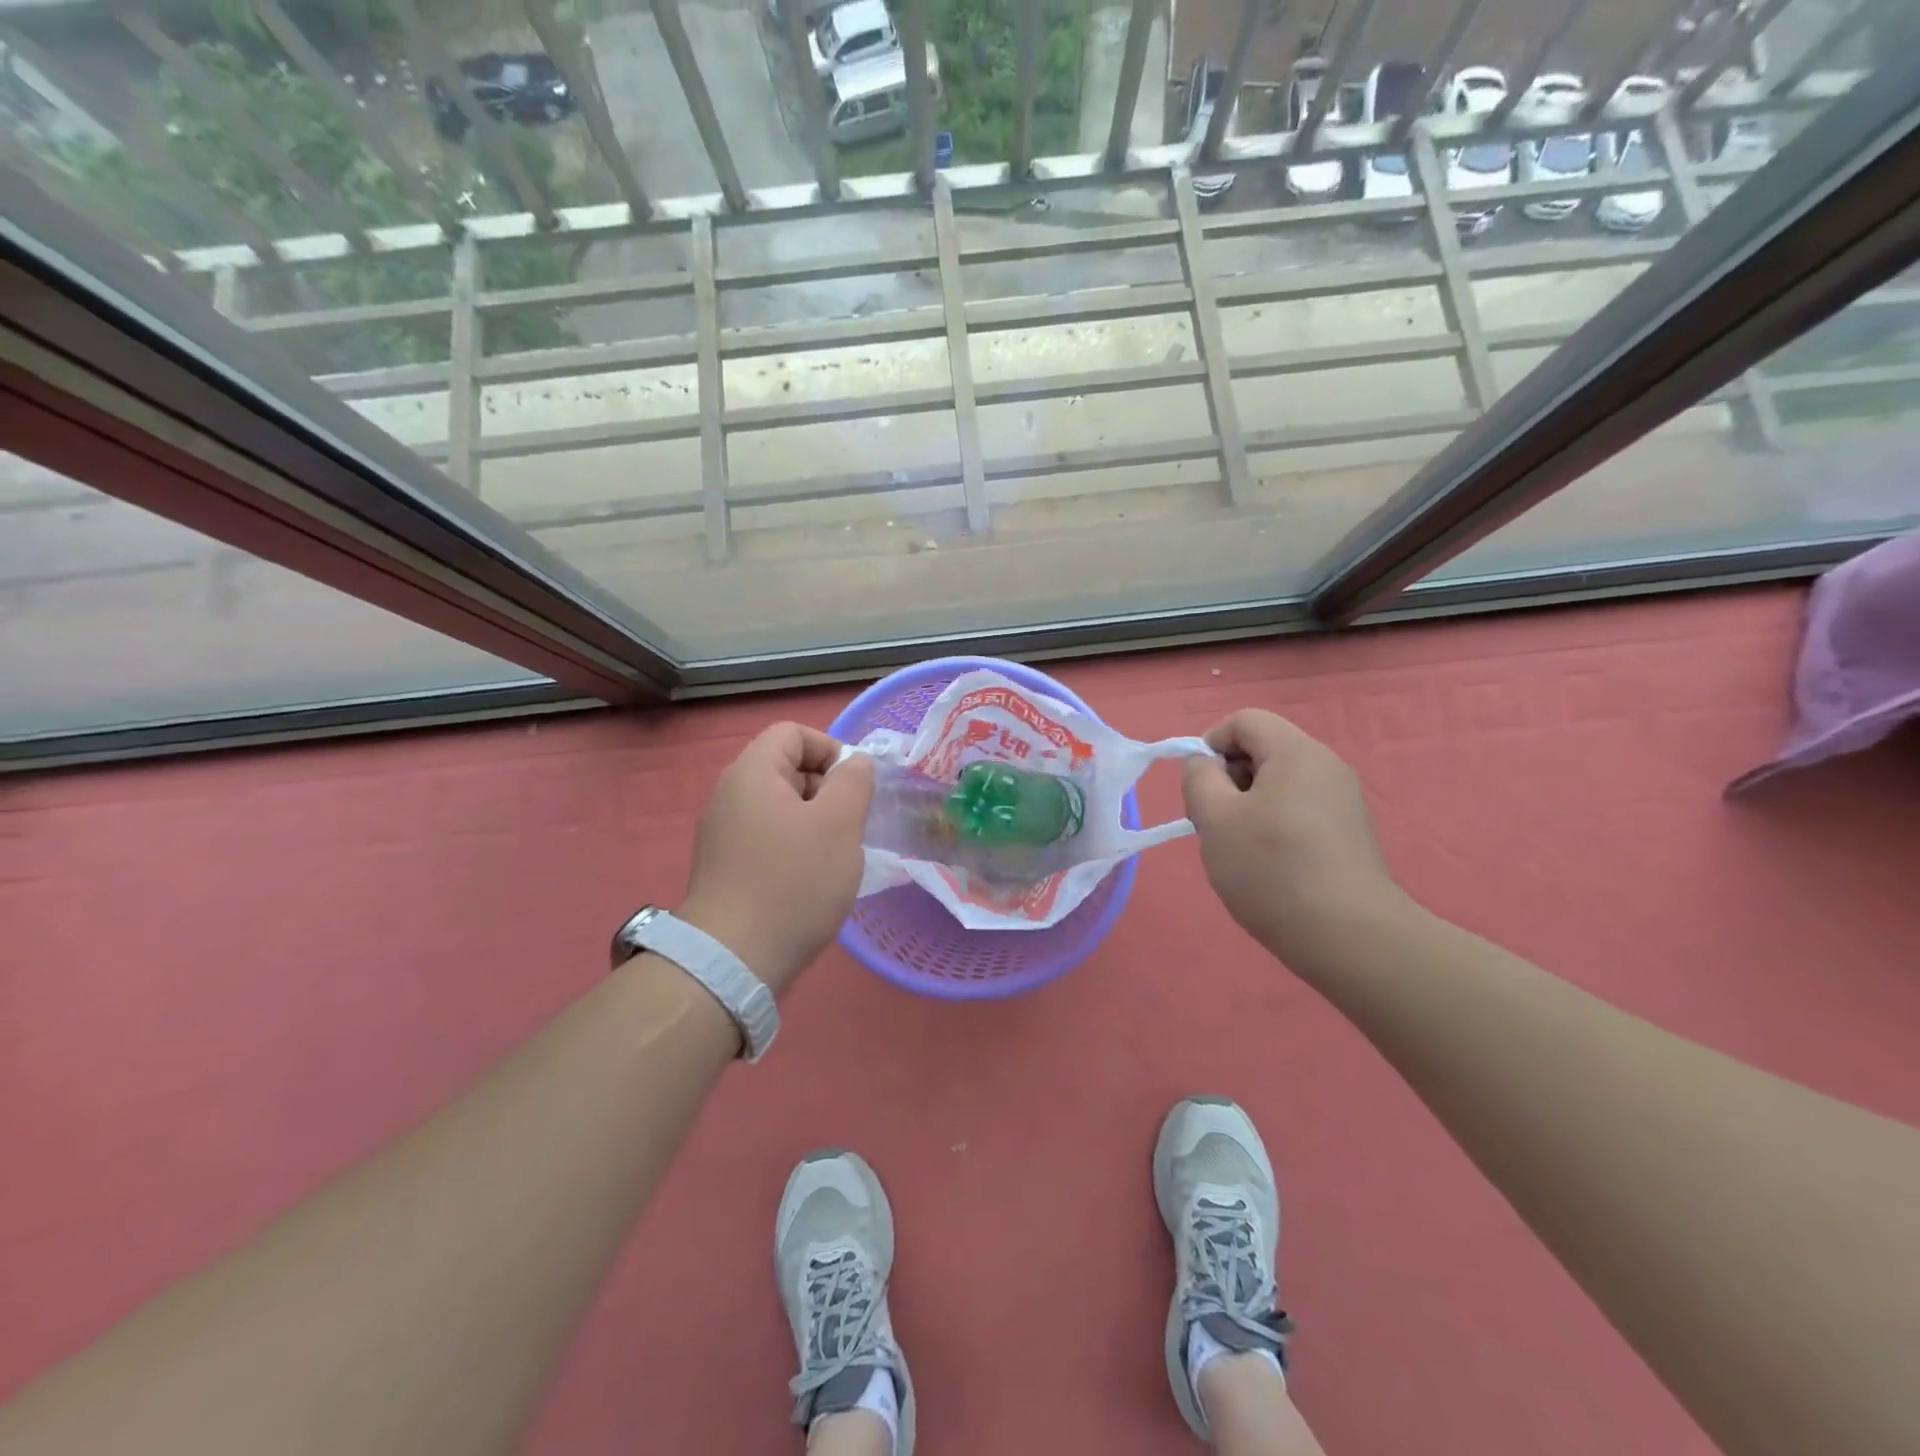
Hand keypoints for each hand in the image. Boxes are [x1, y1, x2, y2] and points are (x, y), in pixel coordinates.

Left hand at [678, 722, 874, 995]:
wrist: (733, 960)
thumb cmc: (793, 882)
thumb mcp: (839, 824)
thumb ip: (853, 782)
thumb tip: (854, 763)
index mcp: (752, 773)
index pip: (793, 733)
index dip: (830, 749)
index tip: (855, 787)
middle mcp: (730, 795)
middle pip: (787, 768)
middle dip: (827, 789)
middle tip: (851, 825)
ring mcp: (724, 833)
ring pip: (781, 807)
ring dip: (815, 823)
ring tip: (836, 857)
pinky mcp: (725, 867)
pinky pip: (768, 838)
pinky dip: (795, 848)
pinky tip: (811, 881)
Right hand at [1181, 710, 1402, 967]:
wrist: (1350, 938)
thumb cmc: (1272, 869)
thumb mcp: (1215, 819)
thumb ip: (1199, 778)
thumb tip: (1204, 765)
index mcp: (1296, 752)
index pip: (1244, 720)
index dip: (1210, 745)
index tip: (1200, 790)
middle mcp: (1326, 766)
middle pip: (1262, 750)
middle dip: (1228, 778)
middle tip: (1214, 824)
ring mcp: (1343, 800)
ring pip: (1278, 783)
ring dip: (1247, 806)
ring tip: (1239, 849)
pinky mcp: (1349, 832)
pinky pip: (1298, 809)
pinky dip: (1274, 825)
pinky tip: (1269, 866)